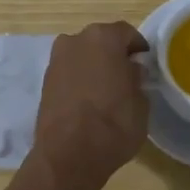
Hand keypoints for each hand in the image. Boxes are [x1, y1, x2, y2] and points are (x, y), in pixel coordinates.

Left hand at [31, 21, 150, 189]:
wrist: (68, 156)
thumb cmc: (114, 124)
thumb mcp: (141, 102)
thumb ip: (137, 79)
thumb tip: (131, 71)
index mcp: (104, 37)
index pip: (126, 33)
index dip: (138, 48)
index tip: (145, 64)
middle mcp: (76, 40)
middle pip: (101, 41)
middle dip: (113, 54)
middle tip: (126, 76)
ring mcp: (57, 60)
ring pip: (82, 55)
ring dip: (94, 66)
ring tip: (106, 90)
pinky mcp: (44, 81)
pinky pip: (69, 72)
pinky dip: (78, 80)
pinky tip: (88, 101)